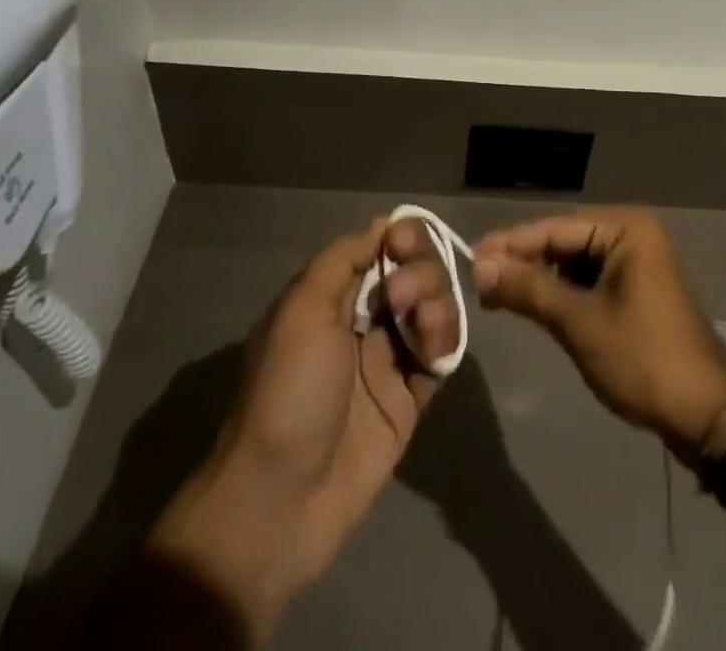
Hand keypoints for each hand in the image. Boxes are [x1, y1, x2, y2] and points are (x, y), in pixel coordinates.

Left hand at [147, 216, 459, 642]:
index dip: (399, 237)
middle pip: (411, 273)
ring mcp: (387, 361)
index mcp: (331, 298)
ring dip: (436, 303)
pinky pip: (440, 356)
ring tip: (423, 325)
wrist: (281, 501)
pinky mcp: (409, 400)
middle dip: (419, 270)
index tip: (406, 240)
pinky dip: (444, 342)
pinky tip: (434, 351)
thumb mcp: (301, 312)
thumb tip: (382, 224)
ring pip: (431, 310)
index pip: (377, 248)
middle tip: (401, 295)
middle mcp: (362, 321)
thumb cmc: (286, 393)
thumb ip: (342, 261)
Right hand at [472, 207, 725, 462]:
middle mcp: (631, 233)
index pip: (554, 228)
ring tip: (497, 296)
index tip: (469, 259)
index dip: (509, 244)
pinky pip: (588, 280)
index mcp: (626, 228)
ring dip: (538, 279)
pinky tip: (532, 305)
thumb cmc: (643, 360)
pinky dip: (560, 293)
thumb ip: (528, 289)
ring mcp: (636, 262)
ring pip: (572, 262)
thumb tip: (478, 266)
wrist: (707, 417)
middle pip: (562, 242)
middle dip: (522, 263)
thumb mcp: (579, 323)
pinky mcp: (636, 289)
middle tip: (478, 282)